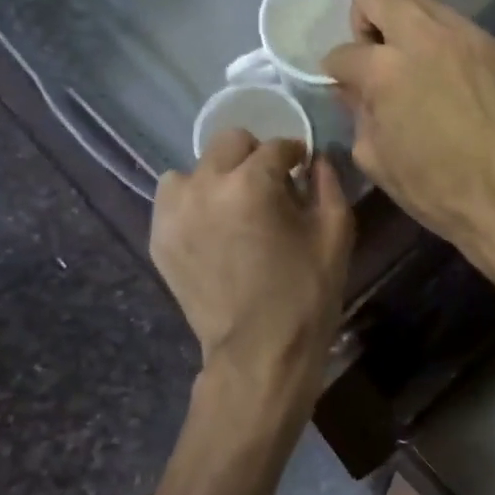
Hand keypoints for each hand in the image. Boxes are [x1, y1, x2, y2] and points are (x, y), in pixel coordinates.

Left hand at [151, 133, 352, 388]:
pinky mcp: (159, 237)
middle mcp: (205, 186)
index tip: (302, 167)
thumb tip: (317, 159)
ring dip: (217, 177)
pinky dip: (193, 202)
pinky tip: (213, 227)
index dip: (295, 154)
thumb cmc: (306, 292)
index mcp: (252, 182)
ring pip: (194, 168)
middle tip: (270, 186)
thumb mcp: (335, 234)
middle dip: (254, 156)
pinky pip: (172, 199)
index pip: (276, 146)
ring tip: (234, 206)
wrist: (259, 351)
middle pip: (229, 142)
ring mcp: (175, 212)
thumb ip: (328, 183)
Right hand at [322, 0, 494, 258]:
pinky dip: (439, 39)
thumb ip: (357, 110)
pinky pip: (453, 23)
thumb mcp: (374, 157)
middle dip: (364, 15)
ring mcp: (464, 35)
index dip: (337, 70)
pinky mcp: (493, 45)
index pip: (343, 51)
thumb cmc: (433, 188)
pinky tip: (446, 76)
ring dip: (404, 22)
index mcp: (385, 69)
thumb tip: (353, 86)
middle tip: (375, 53)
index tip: (346, 84)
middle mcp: (423, 36)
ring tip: (412, 62)